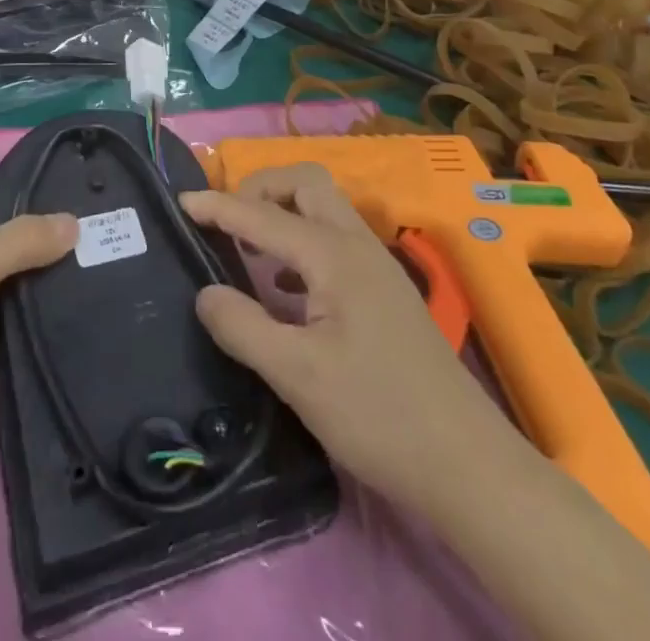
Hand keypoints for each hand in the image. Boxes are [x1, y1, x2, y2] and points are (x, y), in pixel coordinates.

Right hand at [180, 165, 502, 511]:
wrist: (469, 466)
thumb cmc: (379, 416)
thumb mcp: (297, 377)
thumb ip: (243, 327)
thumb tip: (205, 293)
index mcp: (333, 255)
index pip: (262, 215)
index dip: (218, 206)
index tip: (180, 203)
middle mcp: (357, 245)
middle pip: (304, 183)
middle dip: (260, 188)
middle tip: (227, 223)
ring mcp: (377, 266)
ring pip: (324, 209)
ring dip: (283, 213)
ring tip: (249, 251)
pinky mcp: (386, 292)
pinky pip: (335, 240)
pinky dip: (302, 242)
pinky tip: (287, 291)